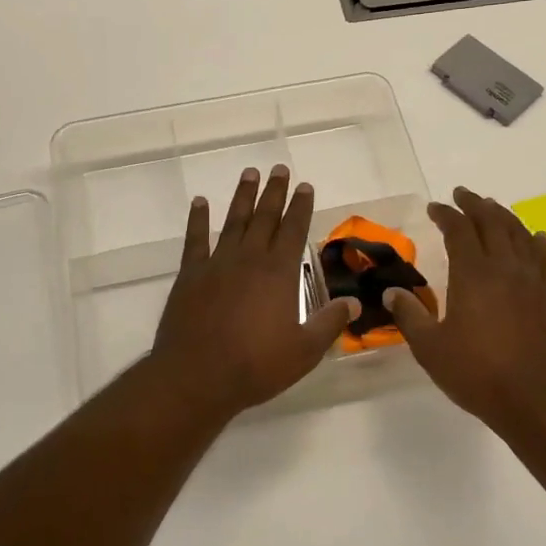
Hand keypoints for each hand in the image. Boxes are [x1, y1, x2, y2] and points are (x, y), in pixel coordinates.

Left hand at [150, 165, 358, 417]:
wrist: (197, 376)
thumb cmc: (256, 366)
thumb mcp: (305, 350)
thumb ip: (330, 322)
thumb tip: (355, 302)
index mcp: (279, 273)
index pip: (294, 230)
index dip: (301, 206)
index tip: (305, 185)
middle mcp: (249, 259)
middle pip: (265, 217)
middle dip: (275, 192)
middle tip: (279, 168)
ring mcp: (217, 263)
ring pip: (234, 221)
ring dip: (243, 196)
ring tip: (249, 173)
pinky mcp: (190, 275)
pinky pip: (195, 239)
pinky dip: (198, 219)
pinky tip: (200, 202)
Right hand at [384, 186, 545, 422]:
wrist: (539, 400)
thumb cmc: (478, 374)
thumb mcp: (430, 348)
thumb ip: (409, 316)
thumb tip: (391, 292)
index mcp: (473, 274)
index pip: (458, 229)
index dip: (445, 214)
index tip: (434, 207)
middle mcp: (505, 267)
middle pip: (492, 222)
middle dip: (474, 204)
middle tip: (462, 195)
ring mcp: (534, 280)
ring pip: (520, 234)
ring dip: (503, 216)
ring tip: (492, 209)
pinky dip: (539, 243)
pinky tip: (536, 238)